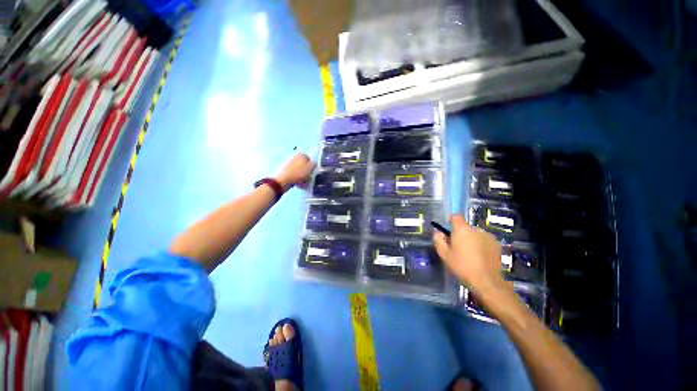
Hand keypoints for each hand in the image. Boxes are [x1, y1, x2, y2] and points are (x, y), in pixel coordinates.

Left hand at [275, 153, 315, 190]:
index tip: (311, 173)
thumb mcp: (310, 168)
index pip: (310, 160)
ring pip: (301, 170)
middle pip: (305, 165)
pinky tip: (298, 182)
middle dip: (307, 171)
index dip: (312, 167)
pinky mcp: (287, 170)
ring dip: (303, 175)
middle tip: (307, 177)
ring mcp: (290, 163)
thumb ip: (314, 164)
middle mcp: (295, 157)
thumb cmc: (298, 173)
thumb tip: (314, 163)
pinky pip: (295, 173)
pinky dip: (297, 177)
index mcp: (301, 155)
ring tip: (303, 181)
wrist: (284, 180)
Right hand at [433, 214, 511, 295]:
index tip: (448, 230)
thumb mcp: (444, 254)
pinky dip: (481, 246)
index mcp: (462, 229)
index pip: (456, 216)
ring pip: (476, 234)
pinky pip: (485, 241)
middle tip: (457, 247)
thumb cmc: (462, 266)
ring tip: (470, 254)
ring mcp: (489, 237)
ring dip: (471, 240)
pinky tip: (480, 258)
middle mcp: (476, 229)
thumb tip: (438, 232)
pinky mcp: (497, 245)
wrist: (487, 282)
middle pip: (465, 227)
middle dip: (461, 234)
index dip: (451, 220)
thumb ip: (439, 240)